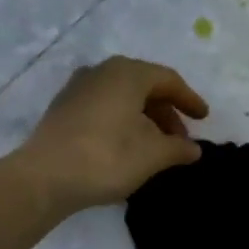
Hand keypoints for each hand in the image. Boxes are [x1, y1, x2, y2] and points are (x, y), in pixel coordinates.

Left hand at [16, 56, 208, 211]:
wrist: (44, 177)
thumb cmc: (107, 158)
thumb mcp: (152, 155)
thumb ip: (178, 148)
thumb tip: (193, 149)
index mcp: (127, 73)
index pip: (168, 80)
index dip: (189, 100)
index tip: (204, 118)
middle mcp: (101, 71)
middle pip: (144, 86)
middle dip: (165, 113)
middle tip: (179, 139)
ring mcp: (77, 88)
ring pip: (122, 98)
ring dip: (143, 119)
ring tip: (154, 147)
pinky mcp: (62, 109)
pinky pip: (103, 108)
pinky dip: (121, 122)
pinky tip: (126, 147)